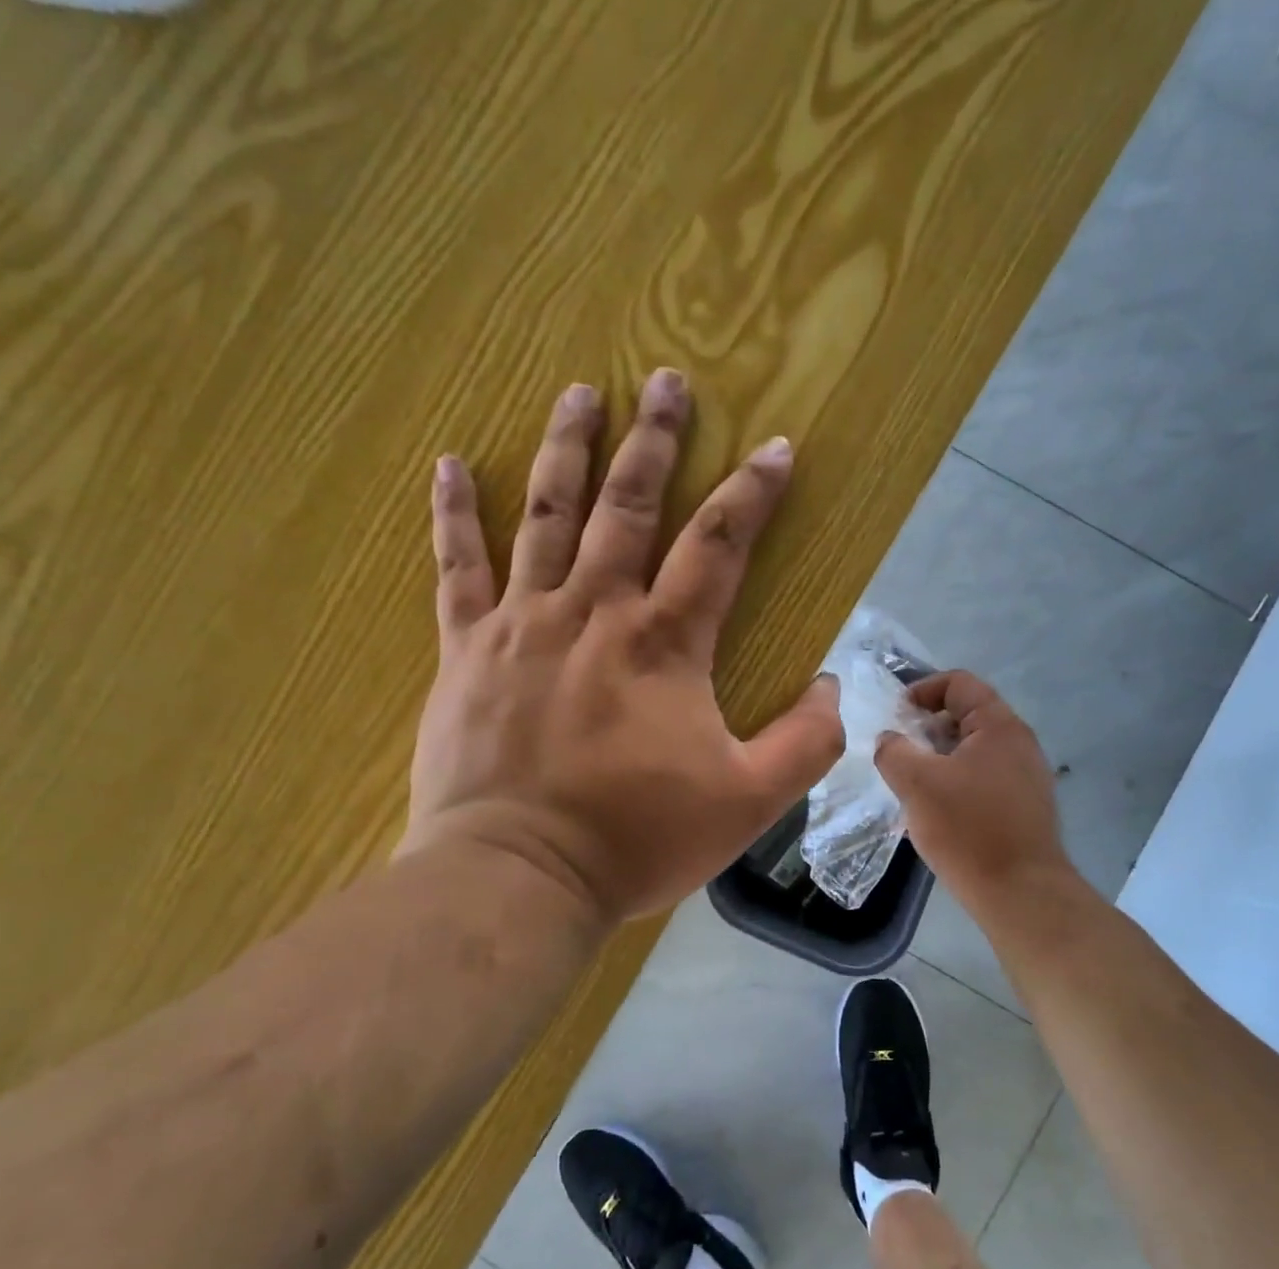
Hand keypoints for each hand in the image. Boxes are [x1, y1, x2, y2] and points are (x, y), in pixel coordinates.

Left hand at [399, 368, 842, 920]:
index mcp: (663, 644)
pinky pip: (456, 568)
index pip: (718, 545)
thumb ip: (805, 742)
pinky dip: (452, 514)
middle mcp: (593, 612)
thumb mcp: (749, 802)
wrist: (519, 876)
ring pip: (545, 516)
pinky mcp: (465, 650)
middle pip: (628, 506)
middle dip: (653, 441)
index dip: (752, 492)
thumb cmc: (638, 838)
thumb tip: (830, 687)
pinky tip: (449, 464)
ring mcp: (521, 624)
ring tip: (579, 393)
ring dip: (566, 450)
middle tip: (665, 381)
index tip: (776, 447)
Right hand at [874, 671, 1071, 909]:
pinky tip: (937, 809)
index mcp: (999, 726)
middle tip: (899, 751)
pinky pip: (984, 778)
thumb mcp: (916, 783)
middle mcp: (1020, 743)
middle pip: (967, 715)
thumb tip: (890, 740)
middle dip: (928, 727)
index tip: (896, 714)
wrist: (1019, 892)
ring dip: (939, 757)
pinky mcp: (1025, 806)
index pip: (959, 683)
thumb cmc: (967, 828)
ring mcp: (1027, 776)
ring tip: (912, 782)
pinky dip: (956, 780)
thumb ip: (894, 751)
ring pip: (974, 750)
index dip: (923, 689)